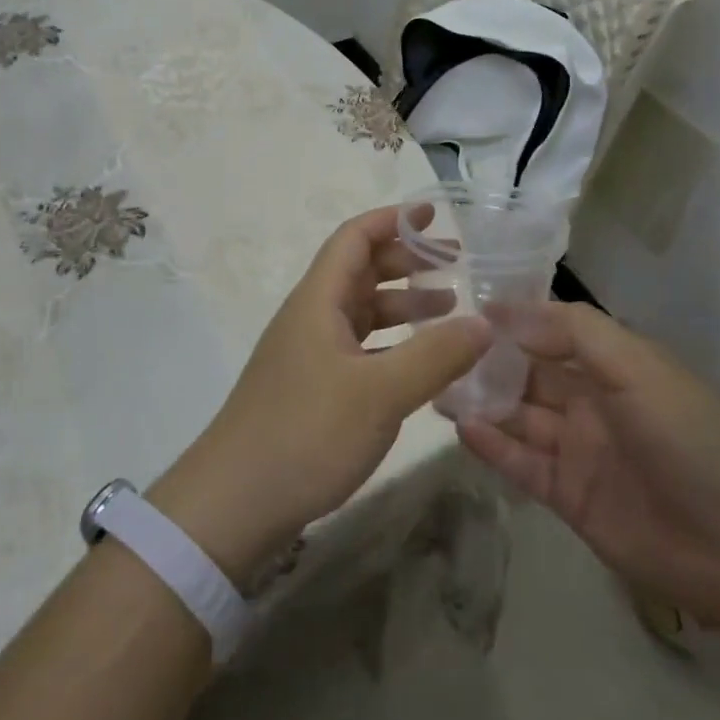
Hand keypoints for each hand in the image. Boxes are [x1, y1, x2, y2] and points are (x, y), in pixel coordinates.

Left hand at [149, 205, 490, 584]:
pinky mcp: (312, 388)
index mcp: (319, 300)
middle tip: (456, 265)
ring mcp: (309, 354)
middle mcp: (311, 317)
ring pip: (361, 310)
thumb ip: (435, 355)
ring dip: (402, 303)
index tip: (434, 215)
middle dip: (407, 261)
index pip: (355, 238)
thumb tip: (485, 323)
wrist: (233, 504)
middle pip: (360, 270)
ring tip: (450, 309)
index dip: (393, 219)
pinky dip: (391, 343)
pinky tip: (419, 362)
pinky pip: (359, 346)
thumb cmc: (305, 434)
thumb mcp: (380, 393)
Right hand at [457, 302, 719, 630]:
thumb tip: (506, 309)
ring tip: (436, 385)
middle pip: (530, 373)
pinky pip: (522, 464)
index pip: (553, 332)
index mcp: (613, 366)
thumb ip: (573, 331)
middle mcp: (592, 402)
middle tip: (437, 349)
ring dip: (482, 400)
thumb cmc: (690, 438)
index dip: (514, 320)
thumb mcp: (638, 367)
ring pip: (520, 416)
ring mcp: (579, 450)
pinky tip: (461, 427)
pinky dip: (492, 446)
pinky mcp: (569, 497)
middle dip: (489, 360)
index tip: (466, 309)